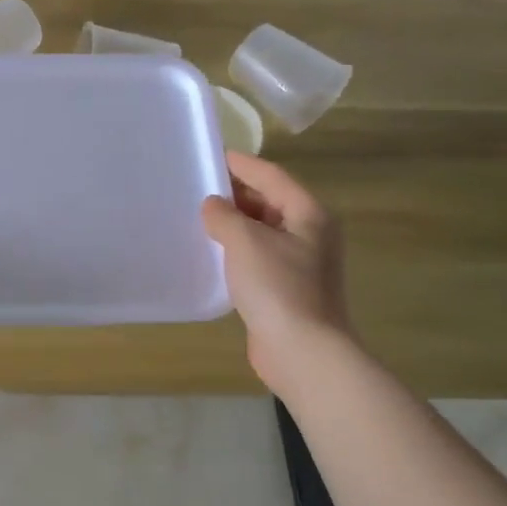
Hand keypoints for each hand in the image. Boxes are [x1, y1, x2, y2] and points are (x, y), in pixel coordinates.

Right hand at [201, 153, 353, 392]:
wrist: (302, 350)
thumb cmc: (277, 287)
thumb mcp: (245, 241)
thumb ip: (224, 215)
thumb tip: (213, 205)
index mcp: (308, 214)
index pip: (271, 176)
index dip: (241, 164)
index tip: (210, 155)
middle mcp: (309, 233)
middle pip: (269, 201)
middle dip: (235, 193)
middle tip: (196, 186)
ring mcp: (300, 263)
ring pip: (262, 231)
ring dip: (233, 223)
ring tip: (197, 217)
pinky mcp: (285, 289)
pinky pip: (257, 257)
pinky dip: (236, 250)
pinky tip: (211, 254)